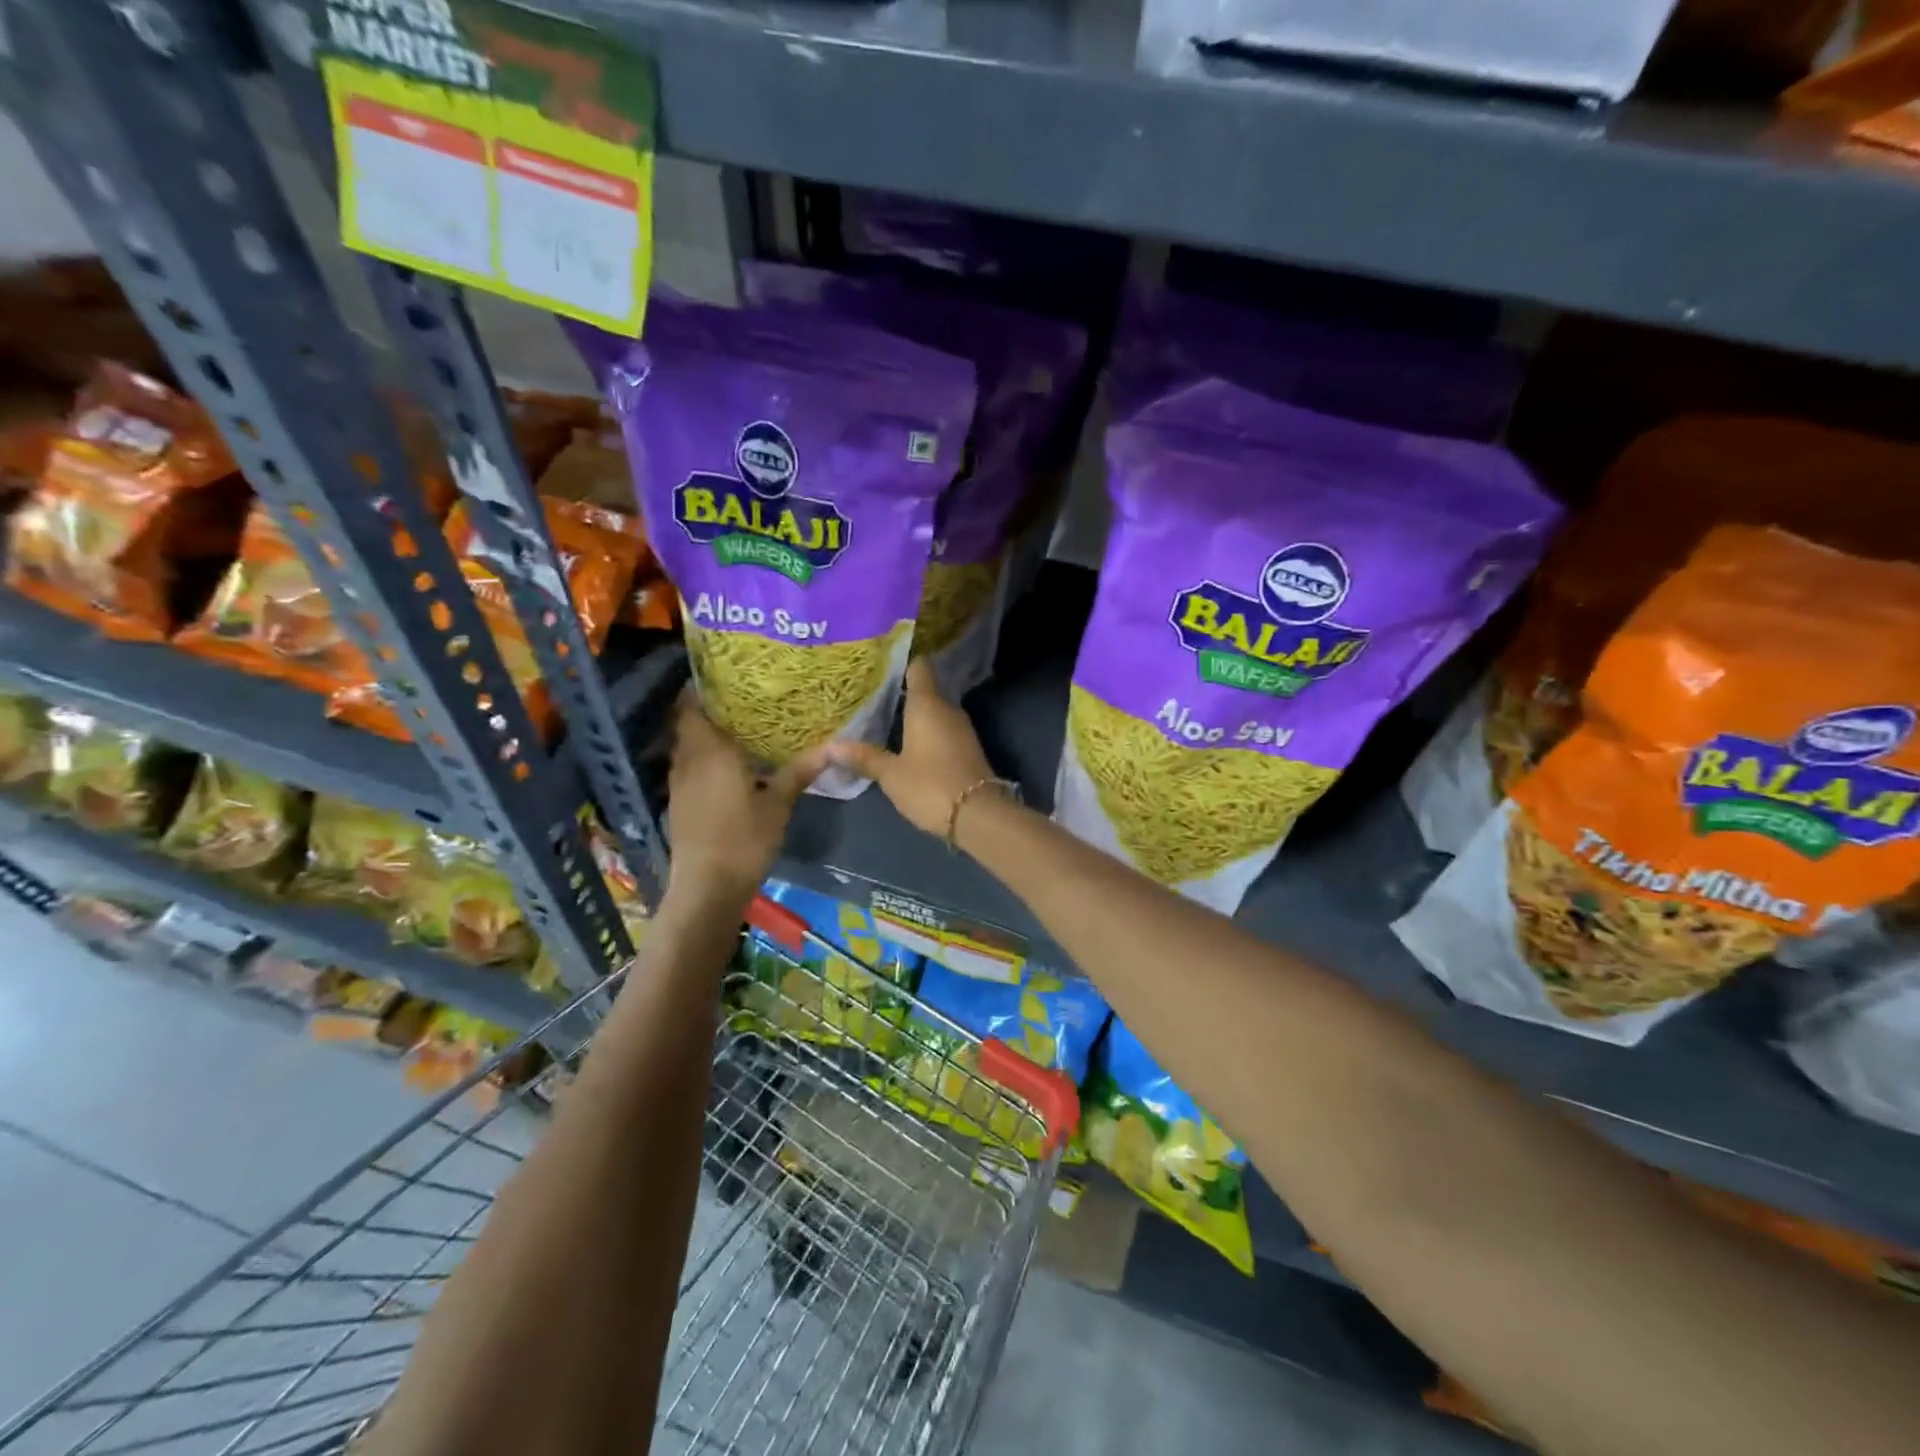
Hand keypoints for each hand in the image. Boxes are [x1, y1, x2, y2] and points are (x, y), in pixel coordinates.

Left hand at [665, 692, 826, 906]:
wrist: (707, 887)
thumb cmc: (744, 840)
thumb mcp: (778, 804)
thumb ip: (800, 771)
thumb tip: (833, 746)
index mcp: (710, 752)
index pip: (692, 705)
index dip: (702, 687)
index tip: (727, 677)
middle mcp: (688, 759)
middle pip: (687, 721)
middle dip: (708, 707)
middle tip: (742, 698)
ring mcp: (679, 782)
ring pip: (686, 744)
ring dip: (704, 732)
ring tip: (738, 724)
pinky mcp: (679, 801)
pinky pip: (688, 764)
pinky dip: (702, 755)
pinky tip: (728, 762)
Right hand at [829, 658, 995, 837]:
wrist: (979, 816)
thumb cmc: (930, 786)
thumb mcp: (891, 774)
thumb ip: (864, 757)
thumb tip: (831, 745)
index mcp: (927, 704)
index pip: (918, 667)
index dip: (903, 661)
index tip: (882, 661)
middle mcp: (948, 709)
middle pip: (925, 690)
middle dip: (903, 692)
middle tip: (873, 694)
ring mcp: (962, 728)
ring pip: (934, 712)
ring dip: (914, 714)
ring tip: (885, 717)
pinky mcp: (968, 748)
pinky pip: (943, 730)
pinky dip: (927, 732)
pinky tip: (908, 742)